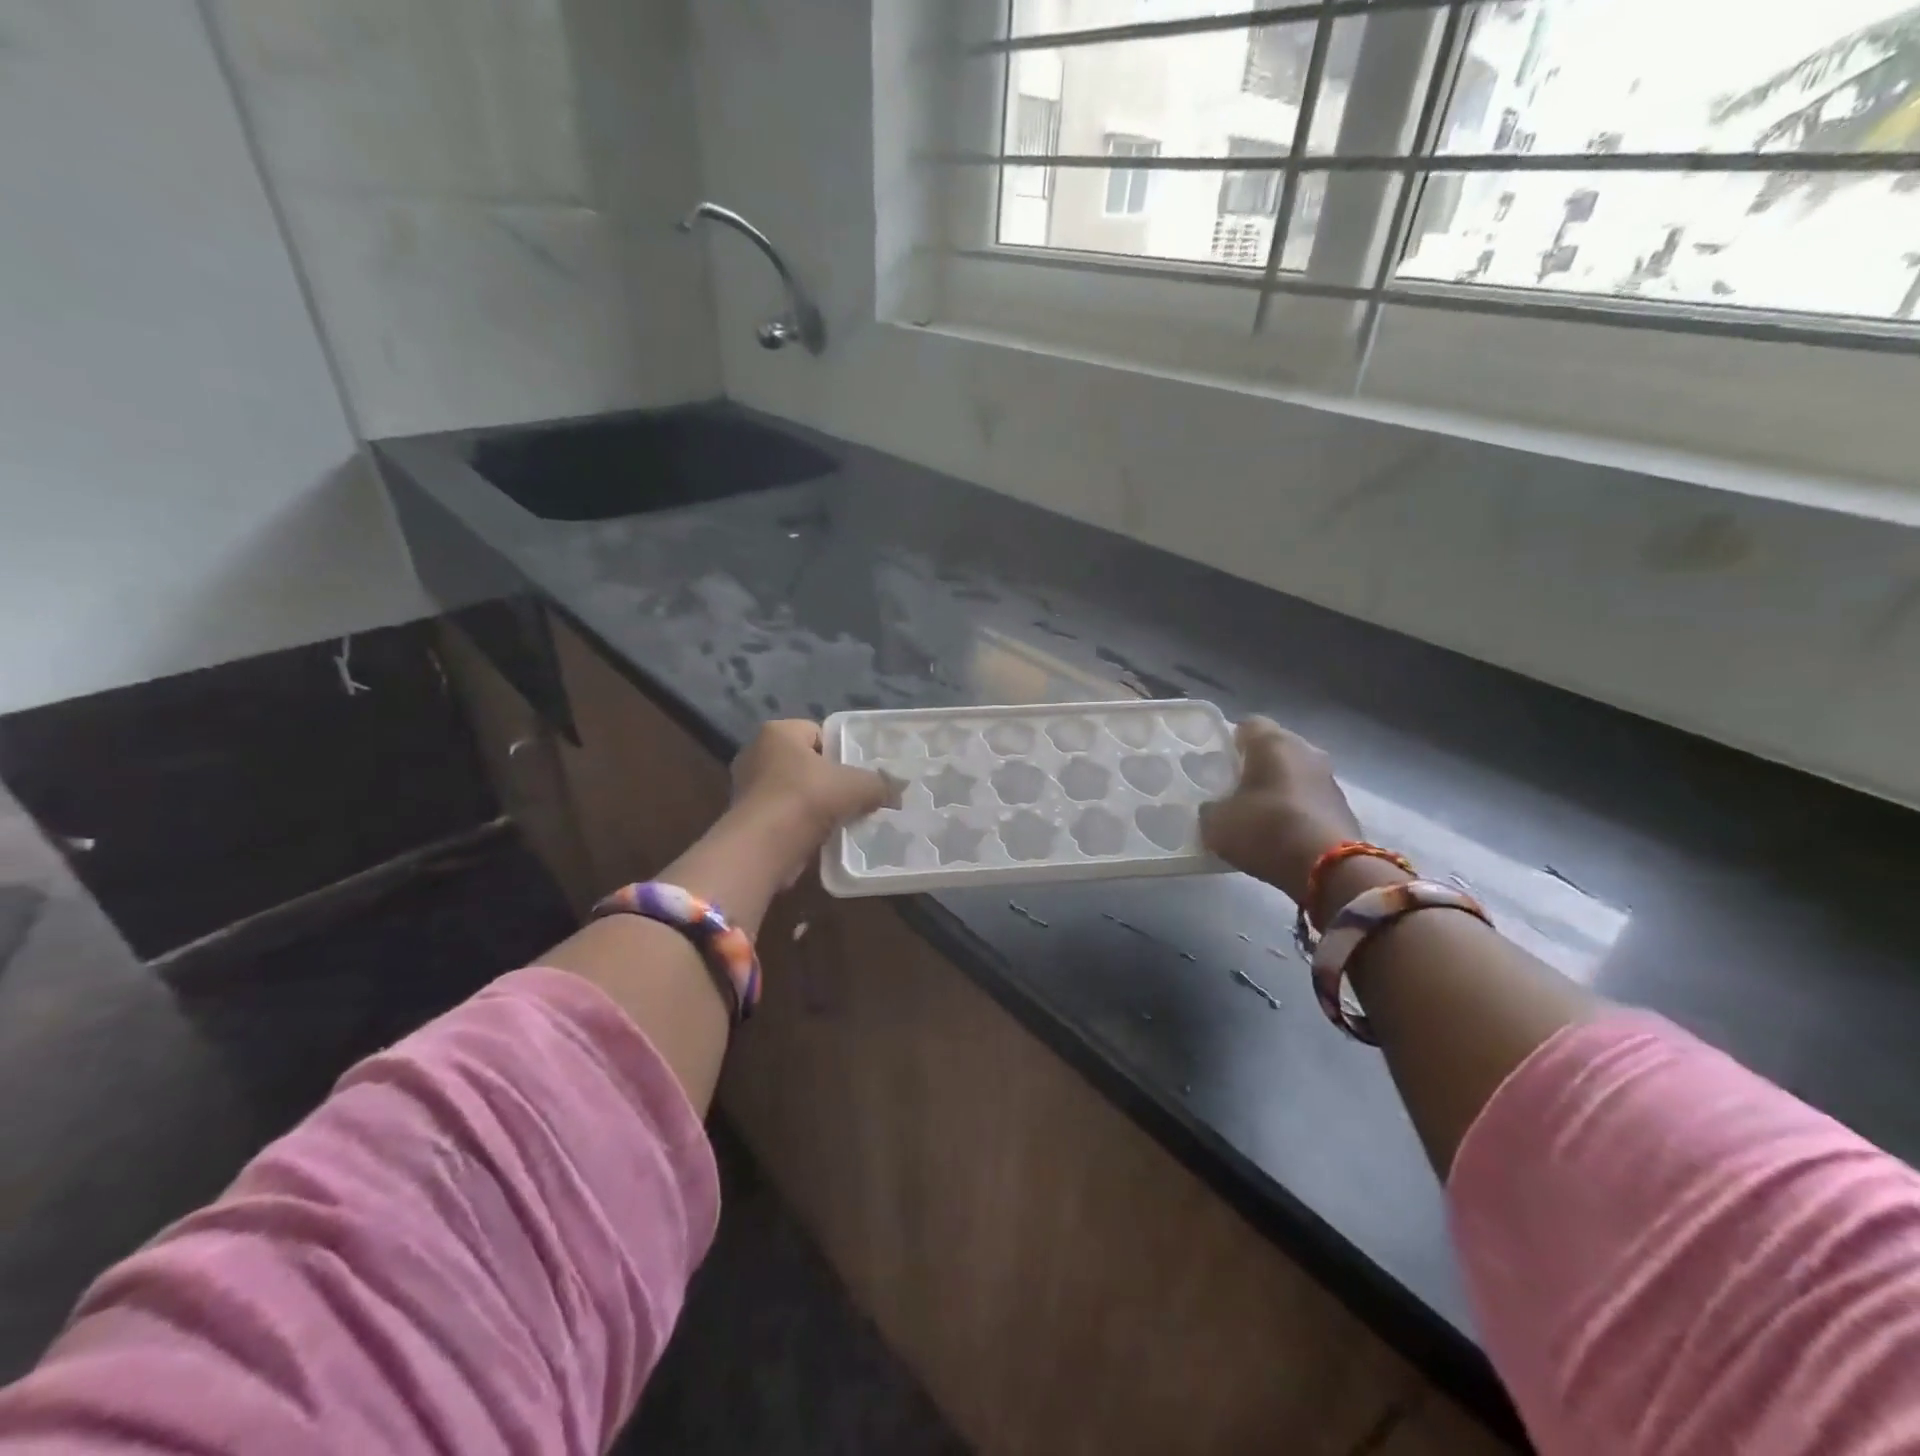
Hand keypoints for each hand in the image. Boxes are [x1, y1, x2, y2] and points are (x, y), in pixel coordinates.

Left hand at [729, 720, 894, 873]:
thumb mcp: (857, 786)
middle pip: (805, 762)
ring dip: (814, 804)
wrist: (764, 846)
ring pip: (794, 791)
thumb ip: (879, 784)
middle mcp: (756, 753)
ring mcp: (747, 788)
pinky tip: (822, 836)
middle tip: (854, 795)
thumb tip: (897, 791)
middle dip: (828, 779)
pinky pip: (783, 816)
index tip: (858, 771)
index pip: (816, 732)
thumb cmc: (808, 798)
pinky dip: (801, 825)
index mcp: (778, 732)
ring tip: (841, 818)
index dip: (840, 750)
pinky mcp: (746, 819)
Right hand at [1199, 717, 1360, 906]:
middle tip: (1232, 788)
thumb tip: (1215, 808)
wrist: (1329, 870)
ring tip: (1255, 813)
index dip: (1229, 742)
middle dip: (1255, 764)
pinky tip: (1280, 832)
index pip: (1246, 725)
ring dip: (1277, 787)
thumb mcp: (1217, 823)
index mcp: (1273, 742)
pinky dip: (1295, 809)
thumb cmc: (1266, 830)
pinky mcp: (1343, 806)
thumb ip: (1211, 809)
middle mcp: (1305, 750)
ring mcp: (1329, 778)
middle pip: (1274, 748)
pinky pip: (1309, 799)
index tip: (1216, 764)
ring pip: (1294, 773)